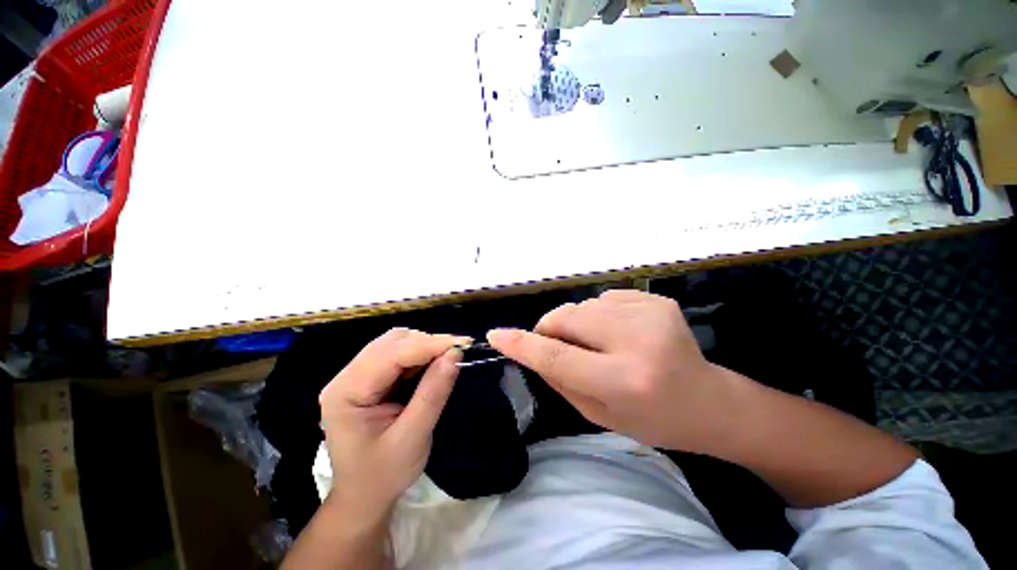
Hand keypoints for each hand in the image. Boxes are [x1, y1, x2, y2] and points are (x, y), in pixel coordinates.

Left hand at [318, 328, 467, 516]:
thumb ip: (433, 393)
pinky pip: (397, 354)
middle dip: (427, 343)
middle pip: (391, 342)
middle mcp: (346, 377)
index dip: (428, 345)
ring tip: (447, 357)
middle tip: (457, 352)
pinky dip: (419, 354)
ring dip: (424, 346)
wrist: (364, 496)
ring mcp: (356, 376)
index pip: (391, 355)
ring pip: (395, 343)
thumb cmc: (384, 474)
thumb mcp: (413, 437)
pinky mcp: (369, 378)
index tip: (462, 344)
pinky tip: (433, 363)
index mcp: (346, 393)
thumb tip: (455, 355)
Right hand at [487, 290, 744, 452]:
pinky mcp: (657, 300)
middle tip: (556, 344)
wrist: (709, 402)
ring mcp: (651, 314)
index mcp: (624, 381)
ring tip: (596, 343)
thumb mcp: (597, 415)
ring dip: (576, 323)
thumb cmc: (651, 419)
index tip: (497, 335)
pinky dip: (599, 315)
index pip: (558, 357)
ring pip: (582, 305)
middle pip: (567, 318)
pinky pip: (604, 298)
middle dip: (549, 328)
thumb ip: (558, 379)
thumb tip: (530, 347)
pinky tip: (618, 333)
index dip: (522, 345)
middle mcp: (638, 342)